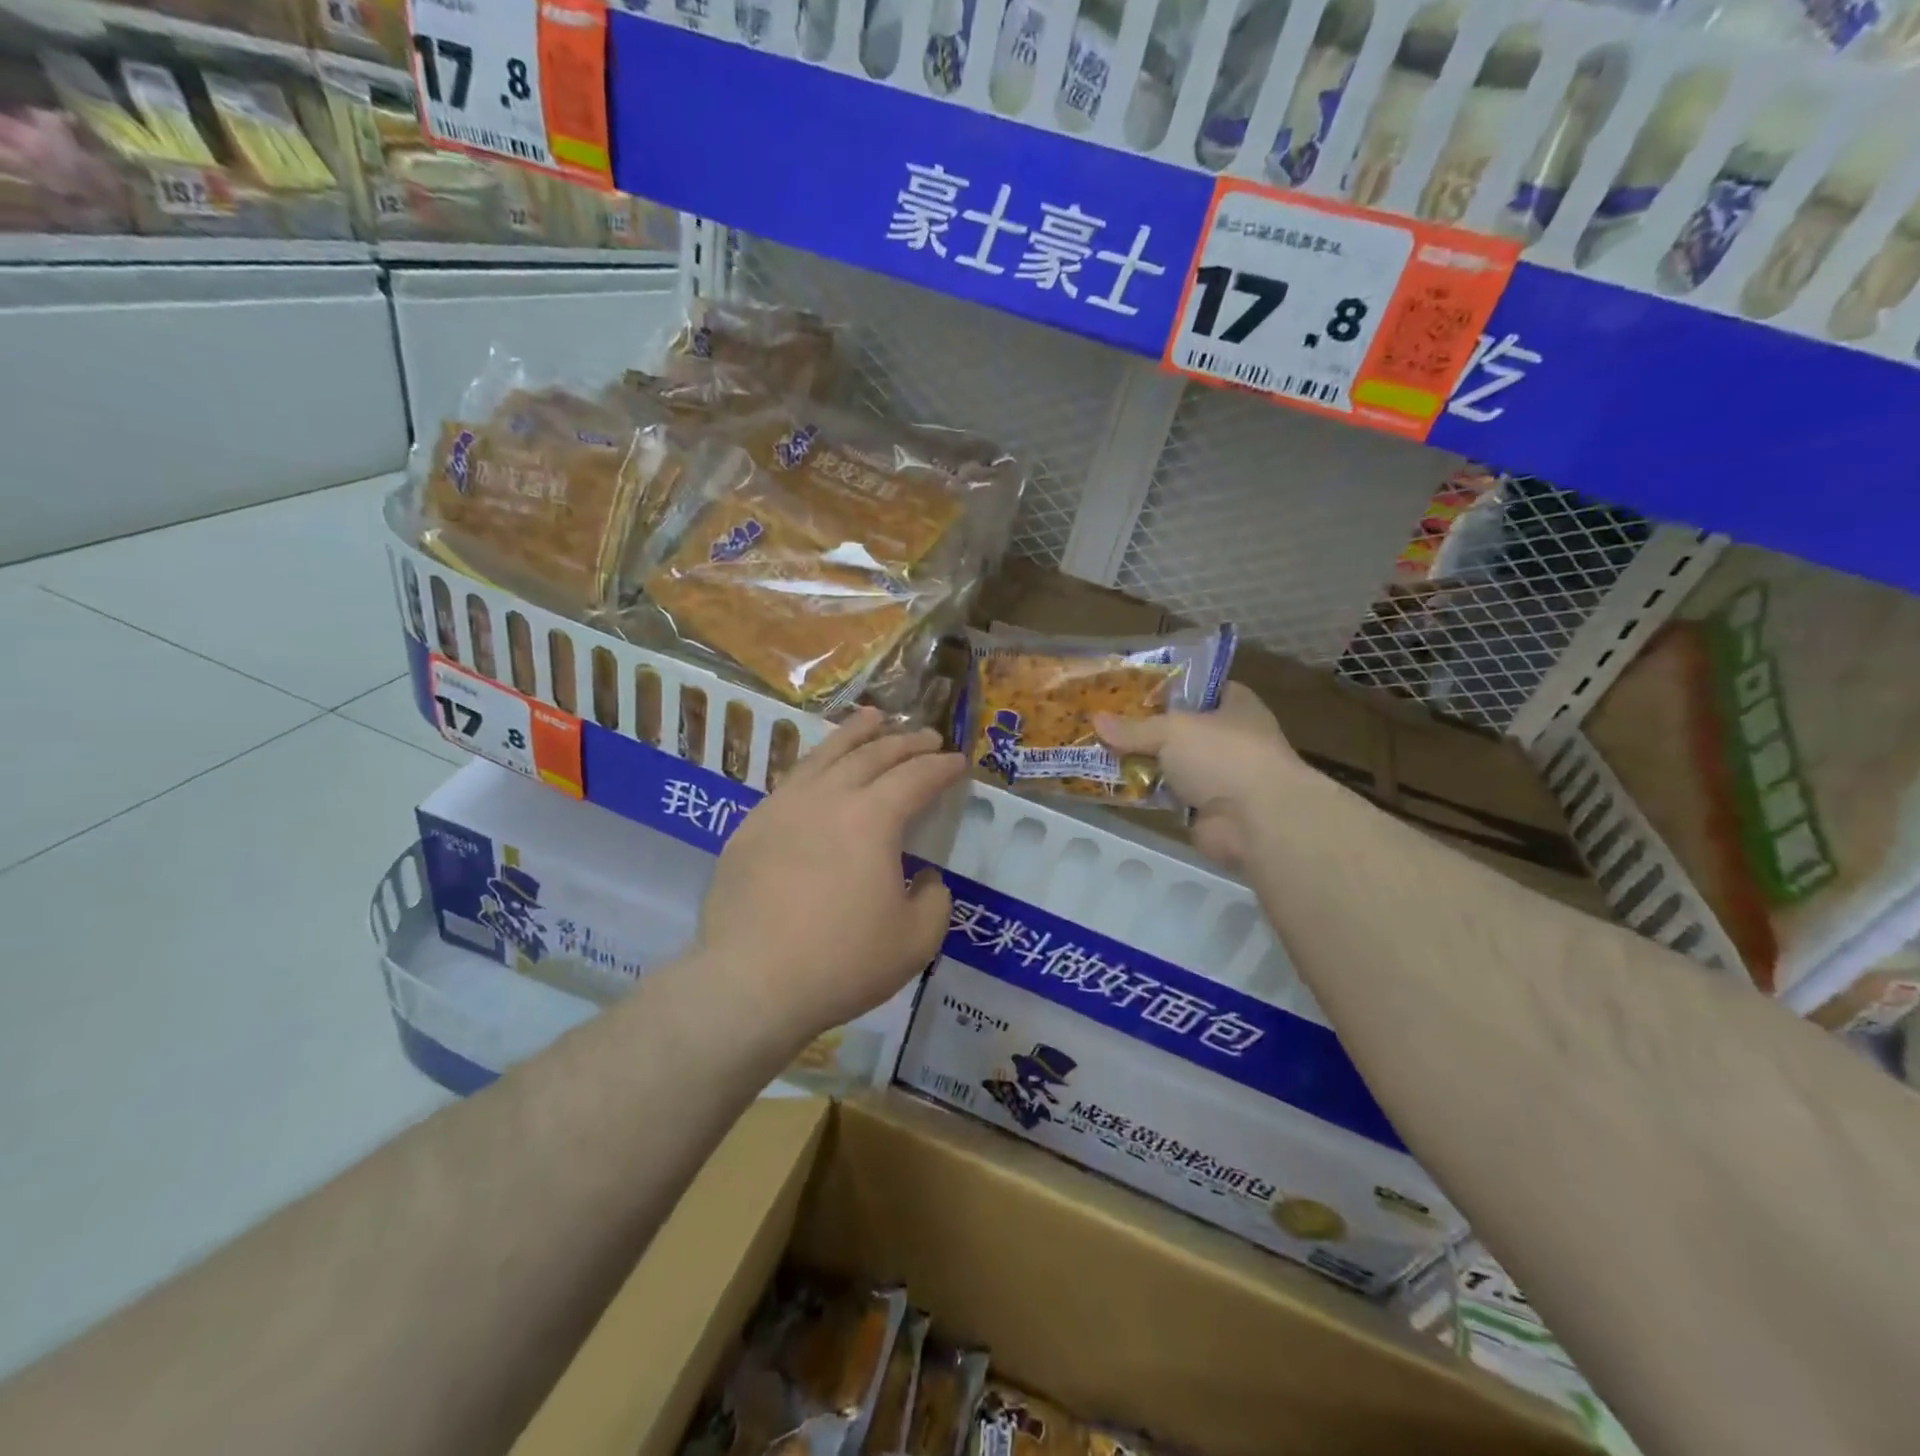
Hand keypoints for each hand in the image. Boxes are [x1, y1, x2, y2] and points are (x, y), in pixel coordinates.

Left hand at [698, 707, 965, 1046]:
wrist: (750, 984)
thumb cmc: (842, 963)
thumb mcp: (916, 941)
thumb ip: (935, 900)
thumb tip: (925, 876)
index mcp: (872, 818)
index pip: (916, 777)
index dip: (942, 767)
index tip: (958, 762)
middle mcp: (827, 798)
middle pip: (872, 755)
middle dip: (906, 742)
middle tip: (927, 737)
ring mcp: (782, 808)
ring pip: (825, 755)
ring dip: (856, 734)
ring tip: (874, 718)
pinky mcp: (750, 827)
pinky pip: (791, 780)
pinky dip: (816, 763)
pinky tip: (820, 768)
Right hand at [1096, 684, 1295, 868]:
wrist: (1256, 820)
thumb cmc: (1222, 755)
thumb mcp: (1171, 731)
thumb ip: (1134, 728)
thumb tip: (1096, 720)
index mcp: (1235, 705)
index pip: (1199, 689)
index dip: (1166, 688)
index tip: (1129, 689)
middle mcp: (1230, 737)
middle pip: (1180, 727)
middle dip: (1145, 727)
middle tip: (1104, 721)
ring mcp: (1219, 776)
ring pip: (1172, 763)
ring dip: (1143, 762)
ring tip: (1098, 751)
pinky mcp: (1206, 809)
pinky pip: (1167, 795)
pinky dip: (1146, 792)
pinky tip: (1112, 785)